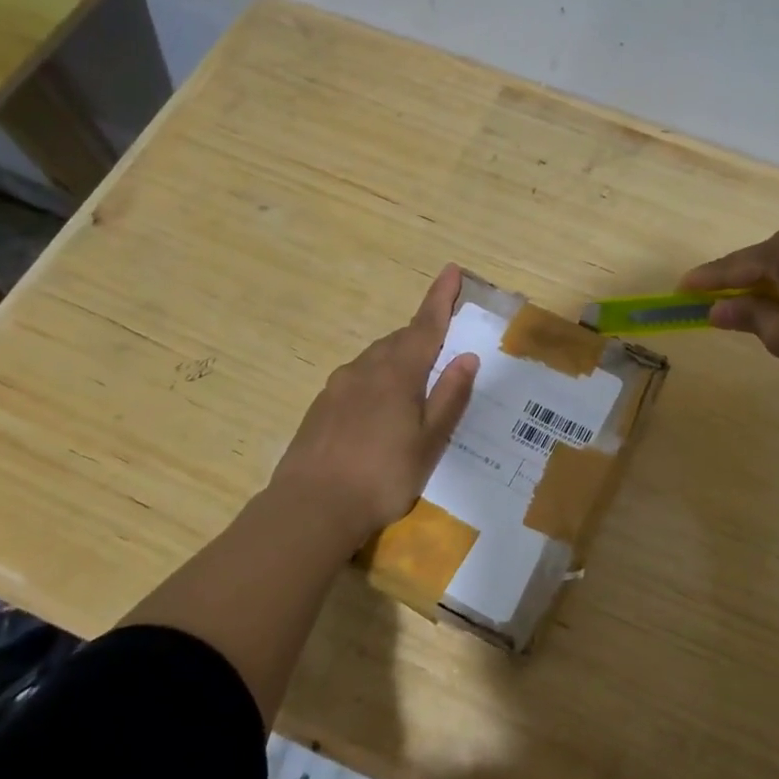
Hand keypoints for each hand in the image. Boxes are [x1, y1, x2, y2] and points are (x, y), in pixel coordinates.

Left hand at [267, 265, 478, 548]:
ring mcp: (338, 386)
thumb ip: (449, 397)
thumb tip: (467, 357)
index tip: (451, 270)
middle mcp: (365, 369)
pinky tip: (379, 412)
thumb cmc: (382, 476)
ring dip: (399, 359)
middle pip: (400, 340)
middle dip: (422, 336)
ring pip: (376, 359)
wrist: (310, 508)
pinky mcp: (321, 406)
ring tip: (414, 387)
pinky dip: (376, 380)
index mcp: (397, 374)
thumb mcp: (429, 442)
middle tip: (442, 349)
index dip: (440, 298)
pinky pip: (357, 379)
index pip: (425, 325)